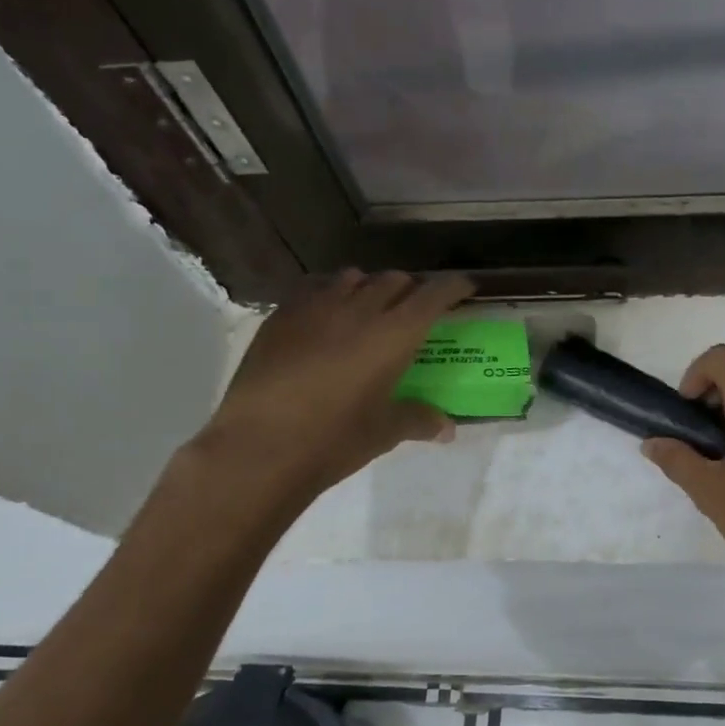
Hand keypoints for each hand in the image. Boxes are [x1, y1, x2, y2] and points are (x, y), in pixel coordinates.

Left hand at [196, 270, 474, 501]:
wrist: (259, 447)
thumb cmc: (333, 440)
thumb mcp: (383, 432)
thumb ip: (418, 420)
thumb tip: (447, 428)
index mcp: (394, 334)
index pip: (433, 295)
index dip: (453, 287)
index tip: (465, 288)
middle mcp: (359, 309)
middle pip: (394, 281)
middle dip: (411, 289)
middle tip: (414, 309)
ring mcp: (316, 307)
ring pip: (353, 278)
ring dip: (369, 288)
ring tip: (368, 308)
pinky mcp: (281, 316)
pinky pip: (314, 289)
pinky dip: (330, 294)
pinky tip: (325, 315)